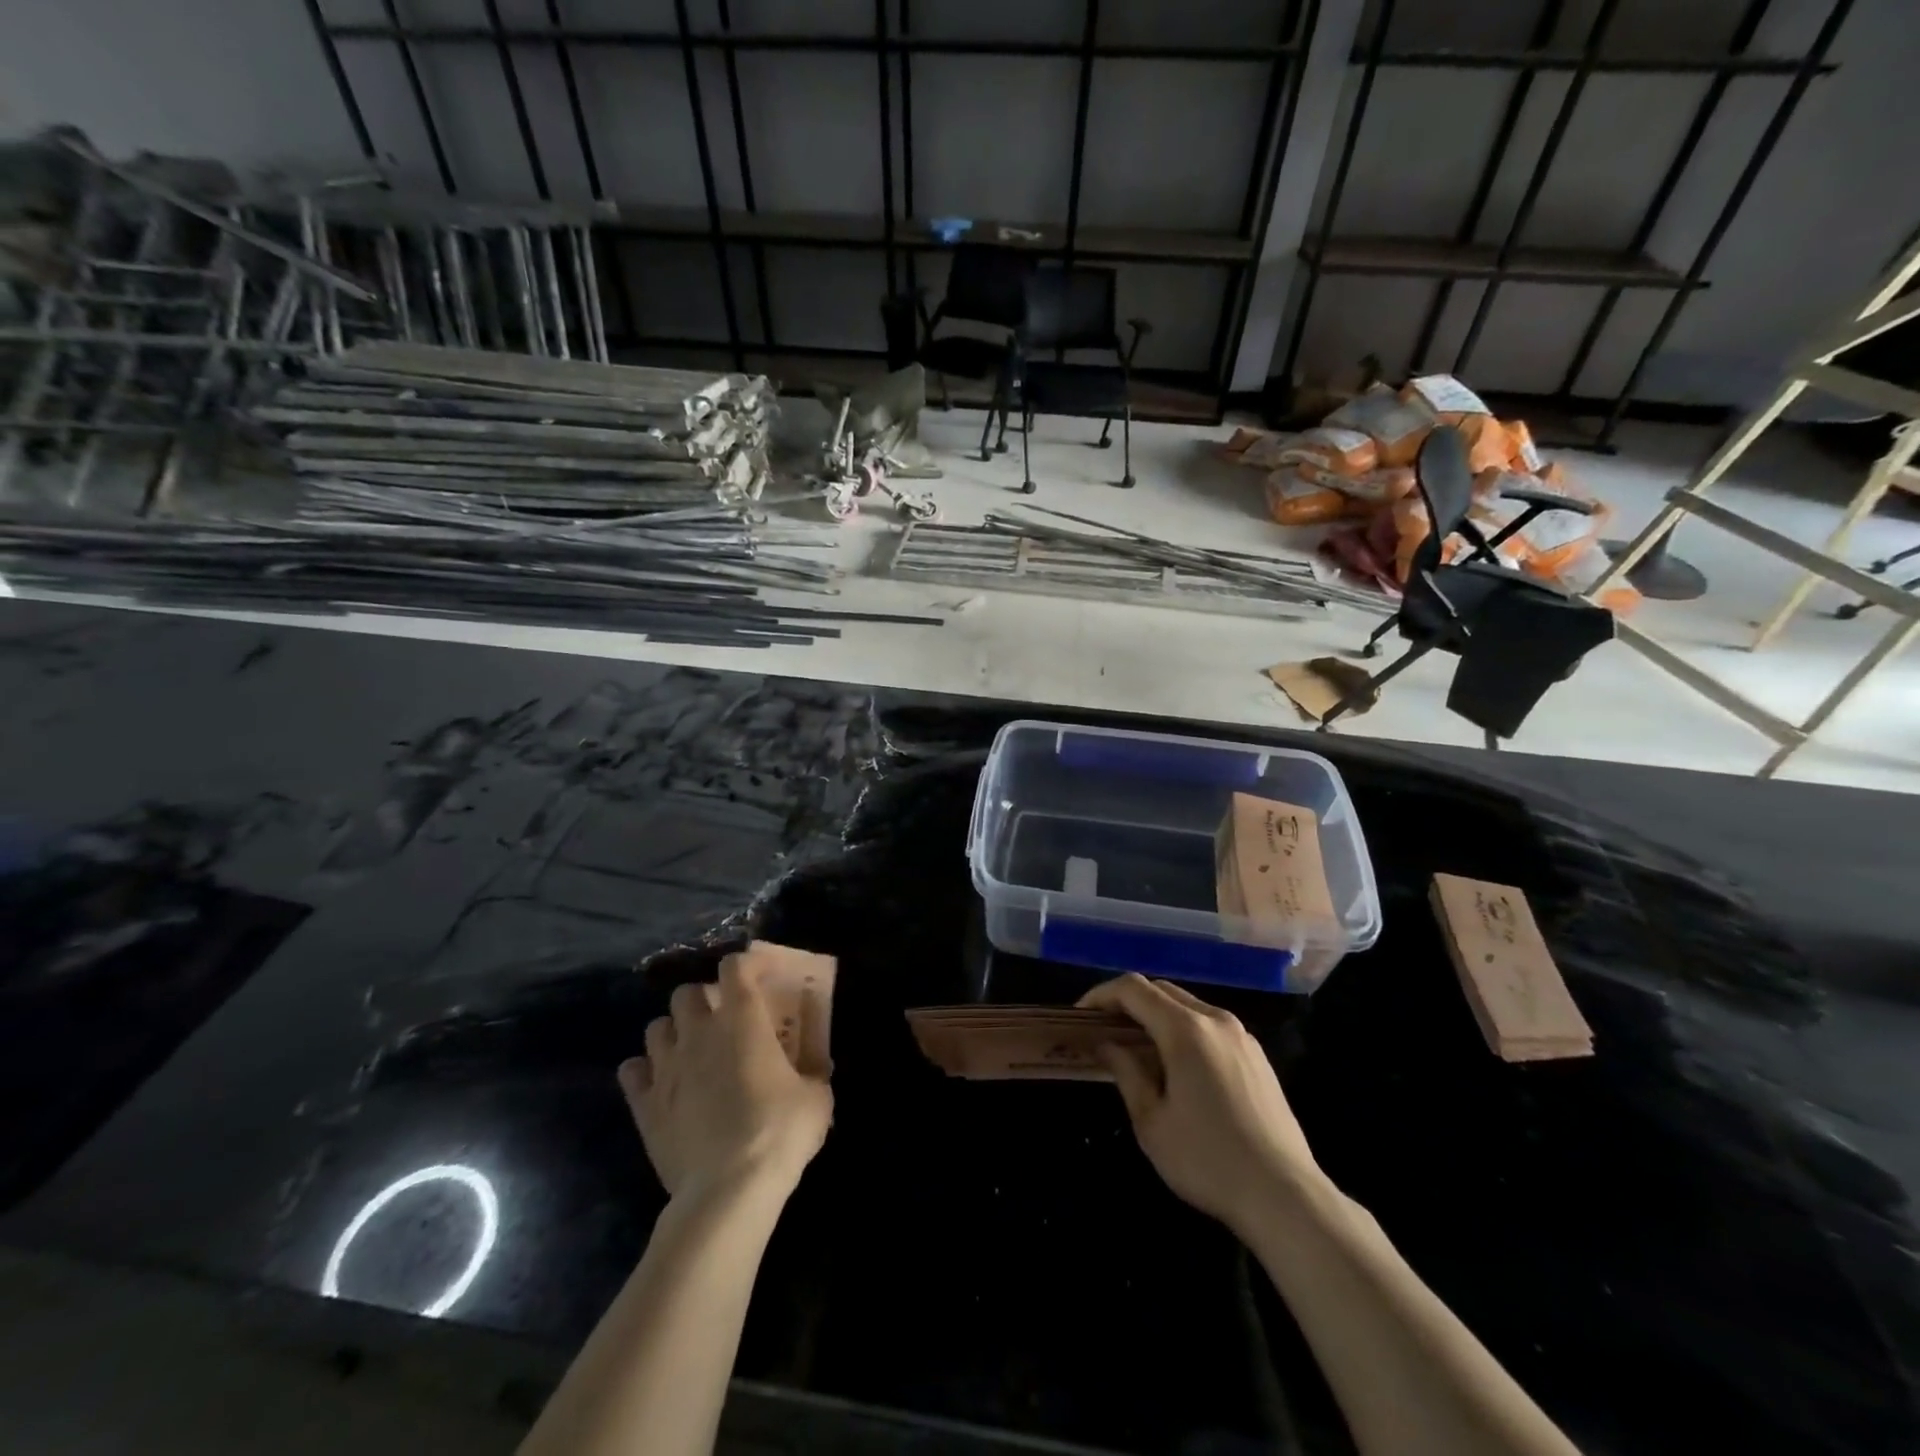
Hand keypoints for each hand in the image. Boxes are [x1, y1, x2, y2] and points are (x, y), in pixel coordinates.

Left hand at [619, 951, 832, 1204]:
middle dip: (704, 999)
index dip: (748, 964)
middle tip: (724, 1020)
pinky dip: (645, 1071)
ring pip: (656, 1027)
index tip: (763, 976)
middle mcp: (699, 1032)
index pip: (735, 967)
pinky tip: (663, 1084)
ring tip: (692, 1050)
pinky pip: (632, 1072)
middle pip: (686, 992)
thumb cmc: (779, 1131)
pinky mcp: (644, 1105)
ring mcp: (666, 1067)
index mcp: (742, 1019)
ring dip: (675, 1031)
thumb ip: (813, 1071)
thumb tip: (814, 1068)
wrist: (729, 1189)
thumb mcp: (817, 1096)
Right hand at [1078, 974, 1322, 1231]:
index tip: (1080, 1016)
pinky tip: (1177, 1065)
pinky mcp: (1257, 1056)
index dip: (1101, 995)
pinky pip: (1210, 1025)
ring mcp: (1241, 1036)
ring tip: (1137, 1047)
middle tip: (1104, 1030)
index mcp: (1186, 1029)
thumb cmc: (1208, 1160)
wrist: (1285, 1196)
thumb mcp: (1151, 1121)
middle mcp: (1215, 1020)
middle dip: (1128, 1002)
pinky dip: (1184, 1029)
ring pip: (1188, 1006)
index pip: (1133, 989)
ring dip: (1157, 1015)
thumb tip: (1107, 1044)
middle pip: (1161, 990)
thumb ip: (1126, 1072)